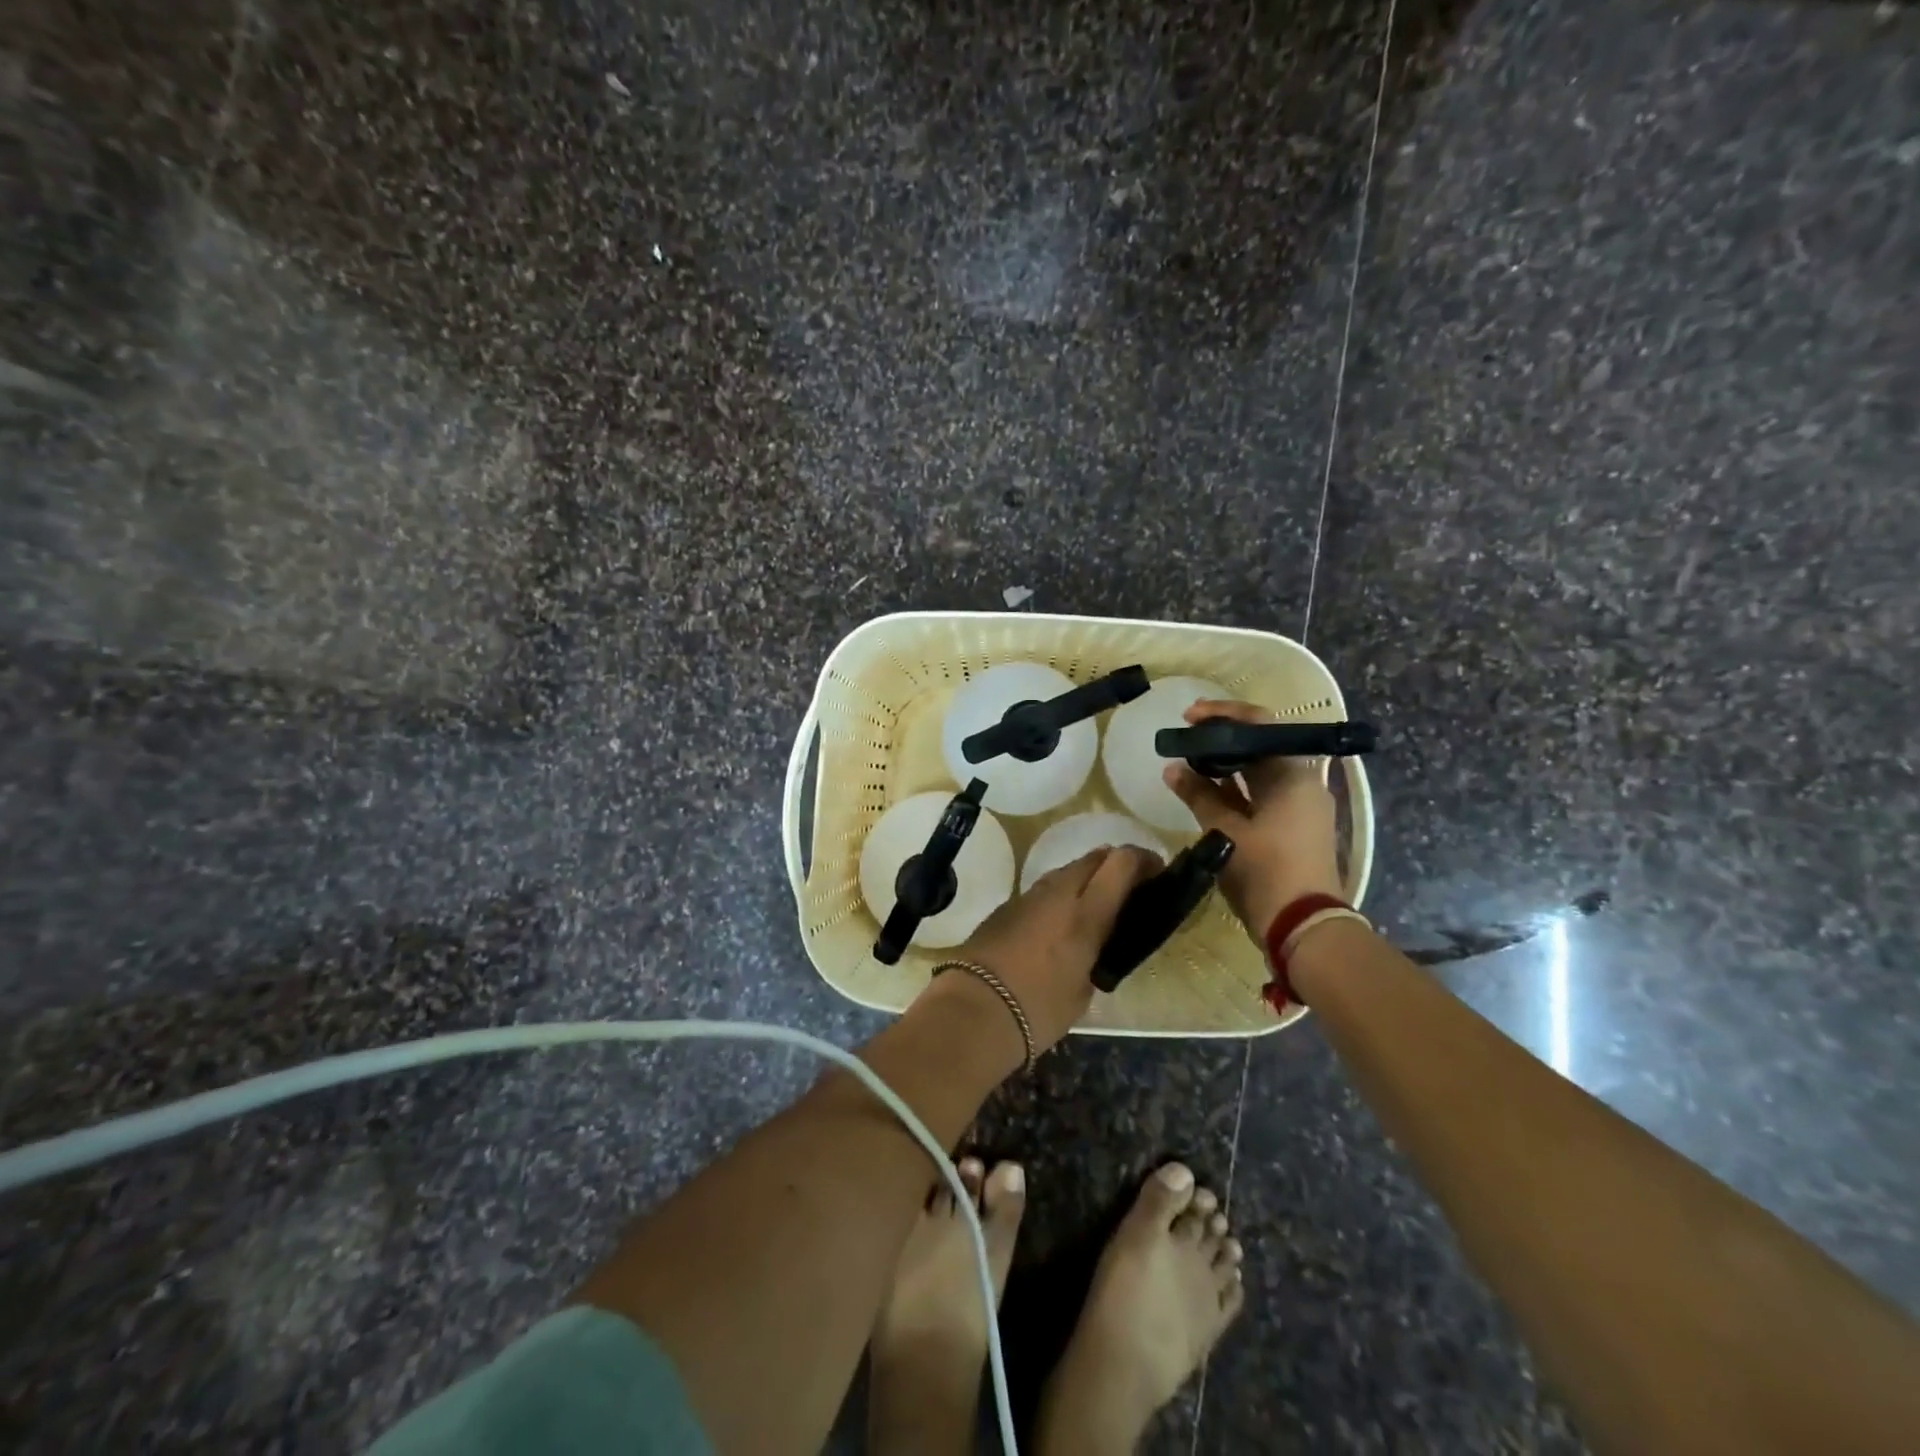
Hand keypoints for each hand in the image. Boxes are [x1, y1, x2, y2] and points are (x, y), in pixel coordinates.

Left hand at [954, 846, 1163, 1053]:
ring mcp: (1028, 896)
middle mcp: (1058, 894)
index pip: (1120, 862)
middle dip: (1115, 865)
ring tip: (1094, 906)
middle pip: (1093, 858)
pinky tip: (1058, 923)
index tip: (1156, 872)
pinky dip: (1059, 896)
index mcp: (1086, 914)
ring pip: (1065, 871)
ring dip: (1085, 878)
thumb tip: (1093, 945)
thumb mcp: (1083, 989)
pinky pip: (1043, 891)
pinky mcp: (1006, 906)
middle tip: (1129, 888)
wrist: (974, 1009)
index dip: (1142, 860)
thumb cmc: (1038, 1010)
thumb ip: (1095, 955)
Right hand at [1162, 699, 1344, 939]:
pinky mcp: (1294, 827)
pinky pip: (1262, 795)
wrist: (1304, 927)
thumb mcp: (1224, 831)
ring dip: (1224, 765)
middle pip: (1260, 746)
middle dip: (1220, 739)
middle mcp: (1302, 783)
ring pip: (1259, 772)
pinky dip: (1235, 789)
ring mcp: (1300, 806)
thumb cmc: (1265, 872)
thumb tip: (1172, 769)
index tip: (1189, 717)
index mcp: (1293, 775)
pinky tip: (1204, 792)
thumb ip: (1198, 795)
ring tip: (1187, 763)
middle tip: (1183, 739)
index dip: (1222, 715)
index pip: (1260, 724)